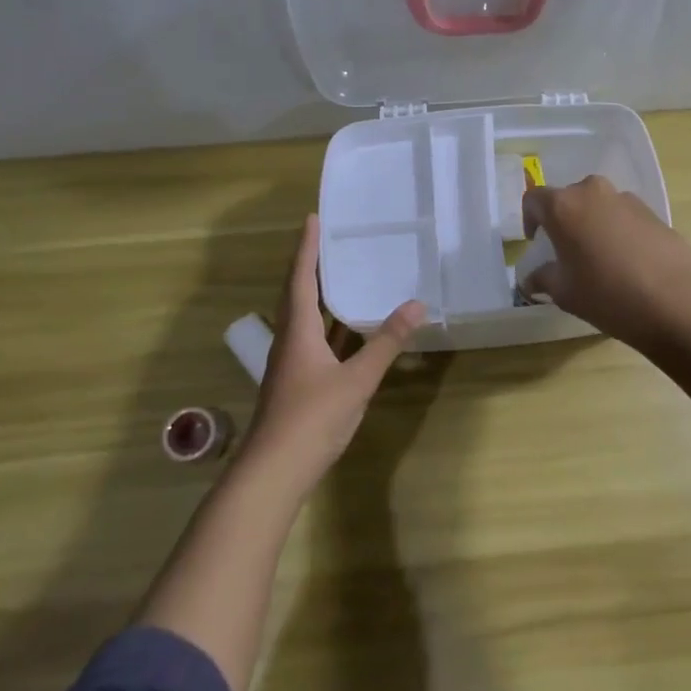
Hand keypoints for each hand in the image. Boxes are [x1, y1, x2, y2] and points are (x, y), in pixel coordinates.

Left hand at [243, 214, 424, 490]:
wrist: (274, 472)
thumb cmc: (312, 418)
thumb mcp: (356, 379)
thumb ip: (386, 343)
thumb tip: (417, 304)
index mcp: (298, 331)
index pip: (302, 278)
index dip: (307, 248)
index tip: (313, 218)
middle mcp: (289, 340)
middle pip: (297, 293)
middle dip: (311, 264)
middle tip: (330, 239)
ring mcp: (291, 363)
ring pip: (303, 317)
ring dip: (318, 292)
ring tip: (340, 272)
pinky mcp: (297, 381)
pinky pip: (312, 338)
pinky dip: (328, 323)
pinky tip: (345, 327)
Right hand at [520, 176, 690, 347]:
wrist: (675, 300)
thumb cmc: (607, 294)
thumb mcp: (565, 293)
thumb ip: (543, 279)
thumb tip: (531, 279)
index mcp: (564, 206)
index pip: (534, 199)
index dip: (530, 219)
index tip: (537, 242)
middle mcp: (593, 192)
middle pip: (569, 198)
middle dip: (564, 220)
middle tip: (567, 251)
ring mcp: (627, 199)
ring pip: (599, 205)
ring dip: (593, 224)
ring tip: (599, 258)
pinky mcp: (653, 212)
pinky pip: (624, 216)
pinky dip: (618, 231)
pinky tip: (627, 262)